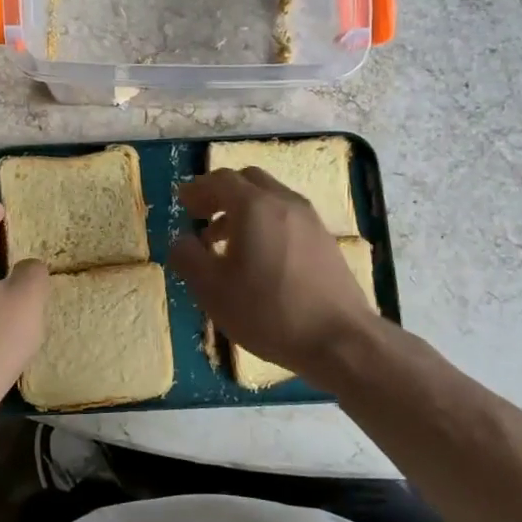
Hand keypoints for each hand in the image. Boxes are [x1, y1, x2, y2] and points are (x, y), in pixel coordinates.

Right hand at [168, 168, 385, 390]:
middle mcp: (284, 202)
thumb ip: (188, 258)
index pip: (220, 180)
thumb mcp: (212, 290)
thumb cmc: (269, 312)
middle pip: (248, 181)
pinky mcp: (325, 241)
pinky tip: (258, 258)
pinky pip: (287, 217)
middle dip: (221, 193)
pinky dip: (265, 223)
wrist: (340, 340)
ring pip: (270, 198)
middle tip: (202, 215)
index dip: (197, 188)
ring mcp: (310, 220)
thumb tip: (181, 241)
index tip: (182, 202)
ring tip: (225, 241)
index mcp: (254, 206)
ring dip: (243, 209)